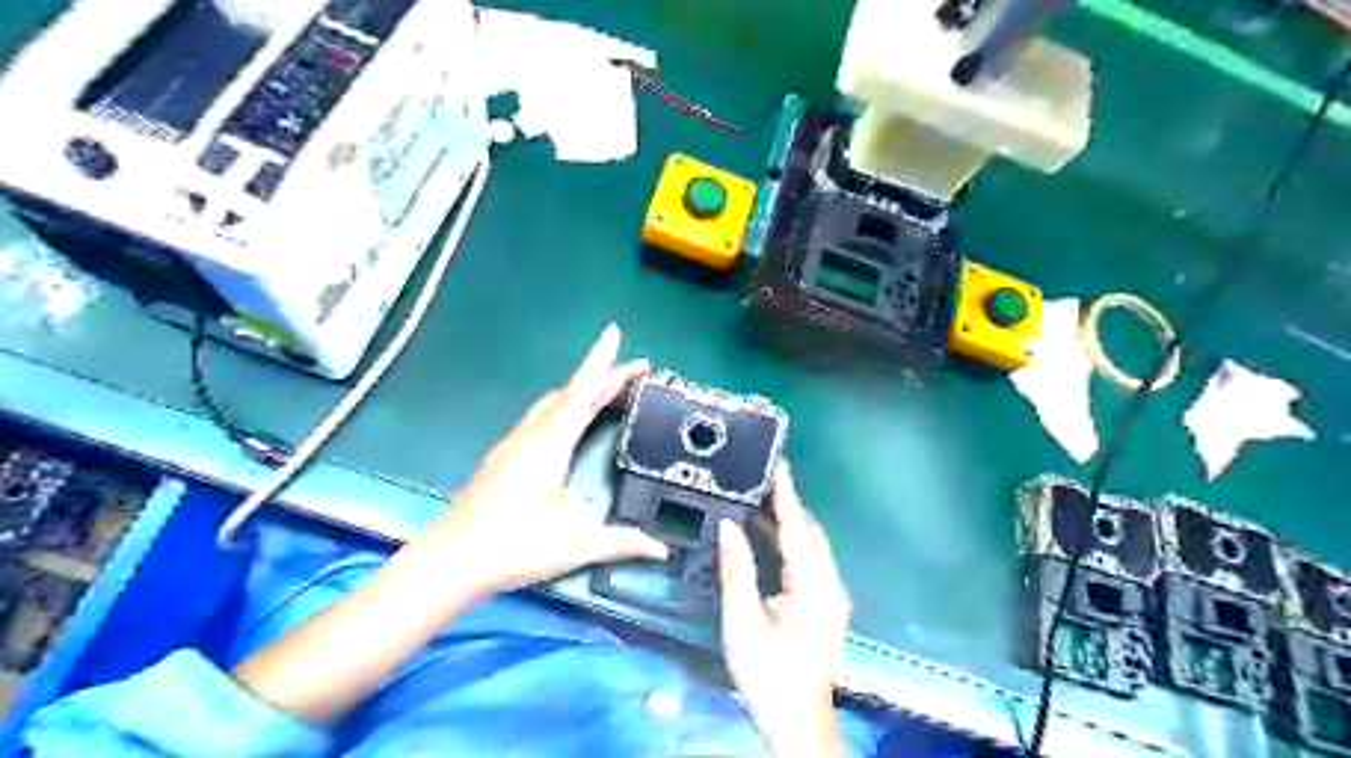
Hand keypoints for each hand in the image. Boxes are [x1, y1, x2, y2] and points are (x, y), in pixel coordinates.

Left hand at [411, 325, 664, 598]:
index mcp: (548, 446)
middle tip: (634, 371)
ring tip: (610, 391)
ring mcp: (513, 444)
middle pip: (569, 394)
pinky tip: (573, 423)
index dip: (600, 362)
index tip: (614, 332)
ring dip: (582, 391)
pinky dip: (566, 407)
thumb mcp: (573, 546)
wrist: (451, 561)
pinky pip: (542, 417)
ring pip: (552, 404)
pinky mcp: (504, 457)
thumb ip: (619, 542)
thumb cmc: (512, 548)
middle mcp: (530, 436)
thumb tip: (661, 549)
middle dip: (601, 376)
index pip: (580, 393)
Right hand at [723, 464, 846, 753]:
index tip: (779, 465)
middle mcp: (829, 584)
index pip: (797, 529)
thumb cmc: (767, 674)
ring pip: (811, 545)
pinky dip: (791, 541)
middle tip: (762, 478)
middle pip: (809, 533)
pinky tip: (768, 535)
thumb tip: (728, 525)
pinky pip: (810, 560)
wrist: (797, 719)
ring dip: (789, 521)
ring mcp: (831, 595)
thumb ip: (737, 570)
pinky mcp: (826, 604)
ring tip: (761, 498)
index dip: (786, 495)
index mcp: (812, 586)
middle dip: (788, 503)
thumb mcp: (742, 623)